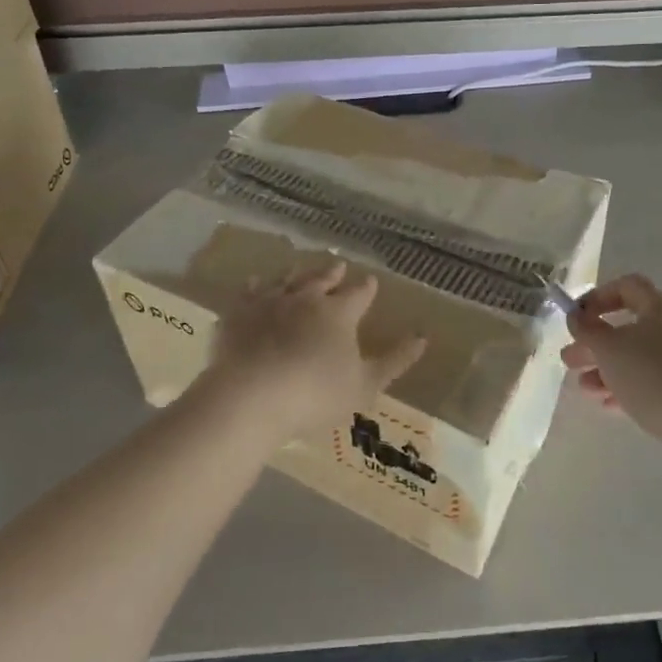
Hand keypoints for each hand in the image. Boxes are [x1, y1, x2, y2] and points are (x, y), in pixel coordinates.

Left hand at [196, 260, 426, 441]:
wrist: (250, 396)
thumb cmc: (315, 394)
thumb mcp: (365, 385)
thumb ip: (394, 361)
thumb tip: (423, 338)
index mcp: (339, 313)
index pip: (359, 294)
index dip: (367, 288)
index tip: (371, 281)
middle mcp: (306, 298)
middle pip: (322, 279)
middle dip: (333, 273)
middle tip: (338, 265)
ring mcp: (270, 302)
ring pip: (287, 279)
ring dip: (297, 273)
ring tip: (300, 268)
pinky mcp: (239, 313)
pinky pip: (249, 292)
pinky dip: (255, 286)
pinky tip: (255, 283)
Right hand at [562, 273, 661, 443]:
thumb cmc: (655, 376)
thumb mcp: (609, 349)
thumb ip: (587, 329)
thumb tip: (576, 316)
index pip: (626, 286)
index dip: (597, 297)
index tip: (575, 318)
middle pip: (629, 325)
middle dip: (595, 342)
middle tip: (569, 360)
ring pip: (639, 355)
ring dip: (608, 368)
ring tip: (584, 388)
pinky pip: (654, 379)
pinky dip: (629, 386)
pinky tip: (609, 405)